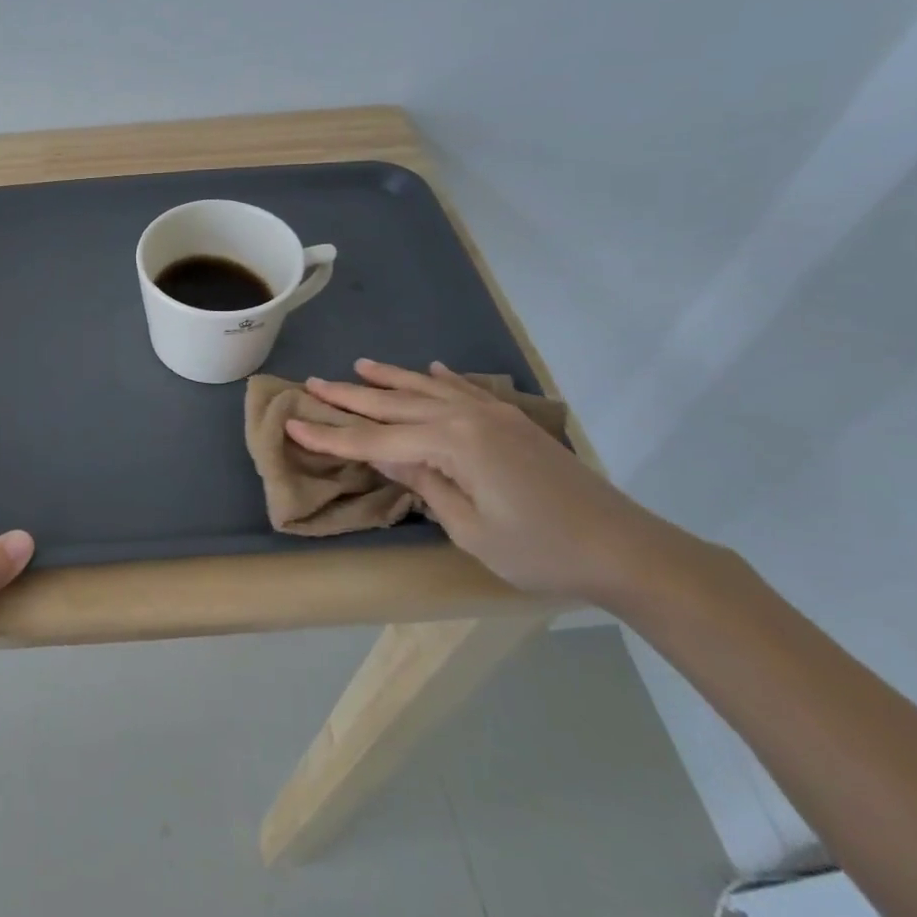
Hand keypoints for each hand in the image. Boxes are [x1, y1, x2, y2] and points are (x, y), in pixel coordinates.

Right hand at [284, 361, 686, 606]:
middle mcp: (467, 417)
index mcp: (451, 443)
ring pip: (428, 390)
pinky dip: (442, 379)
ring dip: (390, 379)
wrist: (625, 548)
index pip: (375, 440)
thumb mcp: (469, 528)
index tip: (291, 424)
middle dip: (351, 397)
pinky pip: (466, 390)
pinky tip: (429, 369)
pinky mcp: (513, 422)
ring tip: (358, 366)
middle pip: (396, 405)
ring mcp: (493, 415)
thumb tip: (387, 454)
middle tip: (312, 384)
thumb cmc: (540, 550)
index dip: (331, 436)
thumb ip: (424, 484)